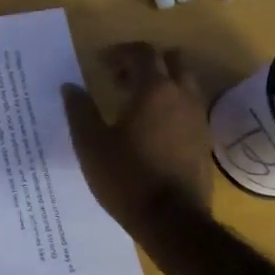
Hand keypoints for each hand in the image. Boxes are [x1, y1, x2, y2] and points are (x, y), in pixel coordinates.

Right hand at [62, 43, 213, 236]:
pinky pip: (188, 106)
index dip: (118, 52)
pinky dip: (171, 104)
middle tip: (120, 79)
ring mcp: (198, 117)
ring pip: (183, 82)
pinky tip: (151, 128)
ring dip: (161, 82)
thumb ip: (79, 110)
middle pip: (171, 59)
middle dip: (145, 62)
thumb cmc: (127, 178)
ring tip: (134, 103)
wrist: (173, 222)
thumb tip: (70, 86)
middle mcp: (182, 96)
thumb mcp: (91, 145)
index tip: (99, 64)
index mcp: (154, 90)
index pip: (141, 52)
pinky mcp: (204, 140)